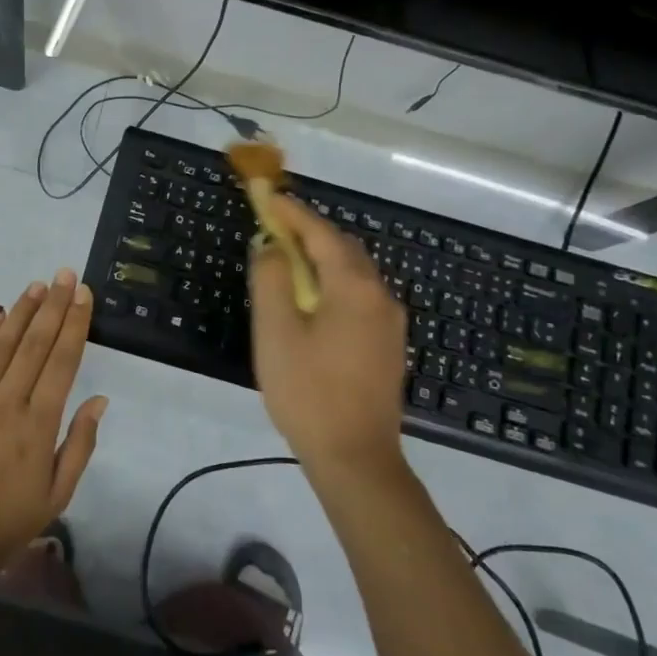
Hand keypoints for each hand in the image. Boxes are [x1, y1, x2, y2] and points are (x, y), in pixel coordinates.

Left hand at [0, 269, 108, 583]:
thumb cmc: (3, 524)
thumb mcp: (56, 497)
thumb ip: (80, 445)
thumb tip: (100, 400)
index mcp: (39, 425)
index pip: (62, 362)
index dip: (75, 324)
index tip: (83, 294)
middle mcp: (8, 402)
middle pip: (35, 344)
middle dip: (53, 305)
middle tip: (65, 273)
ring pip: (3, 344)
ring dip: (21, 311)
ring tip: (37, 285)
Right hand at [250, 195, 407, 474]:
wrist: (356, 458)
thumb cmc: (308, 391)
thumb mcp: (276, 332)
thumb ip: (272, 279)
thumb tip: (272, 246)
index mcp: (354, 287)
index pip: (321, 233)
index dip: (292, 213)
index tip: (267, 196)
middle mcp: (380, 295)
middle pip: (343, 248)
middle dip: (309, 232)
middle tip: (274, 227)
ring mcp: (389, 322)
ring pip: (354, 272)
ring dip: (322, 258)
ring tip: (288, 261)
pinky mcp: (388, 344)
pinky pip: (359, 295)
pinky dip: (333, 282)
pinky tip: (312, 300)